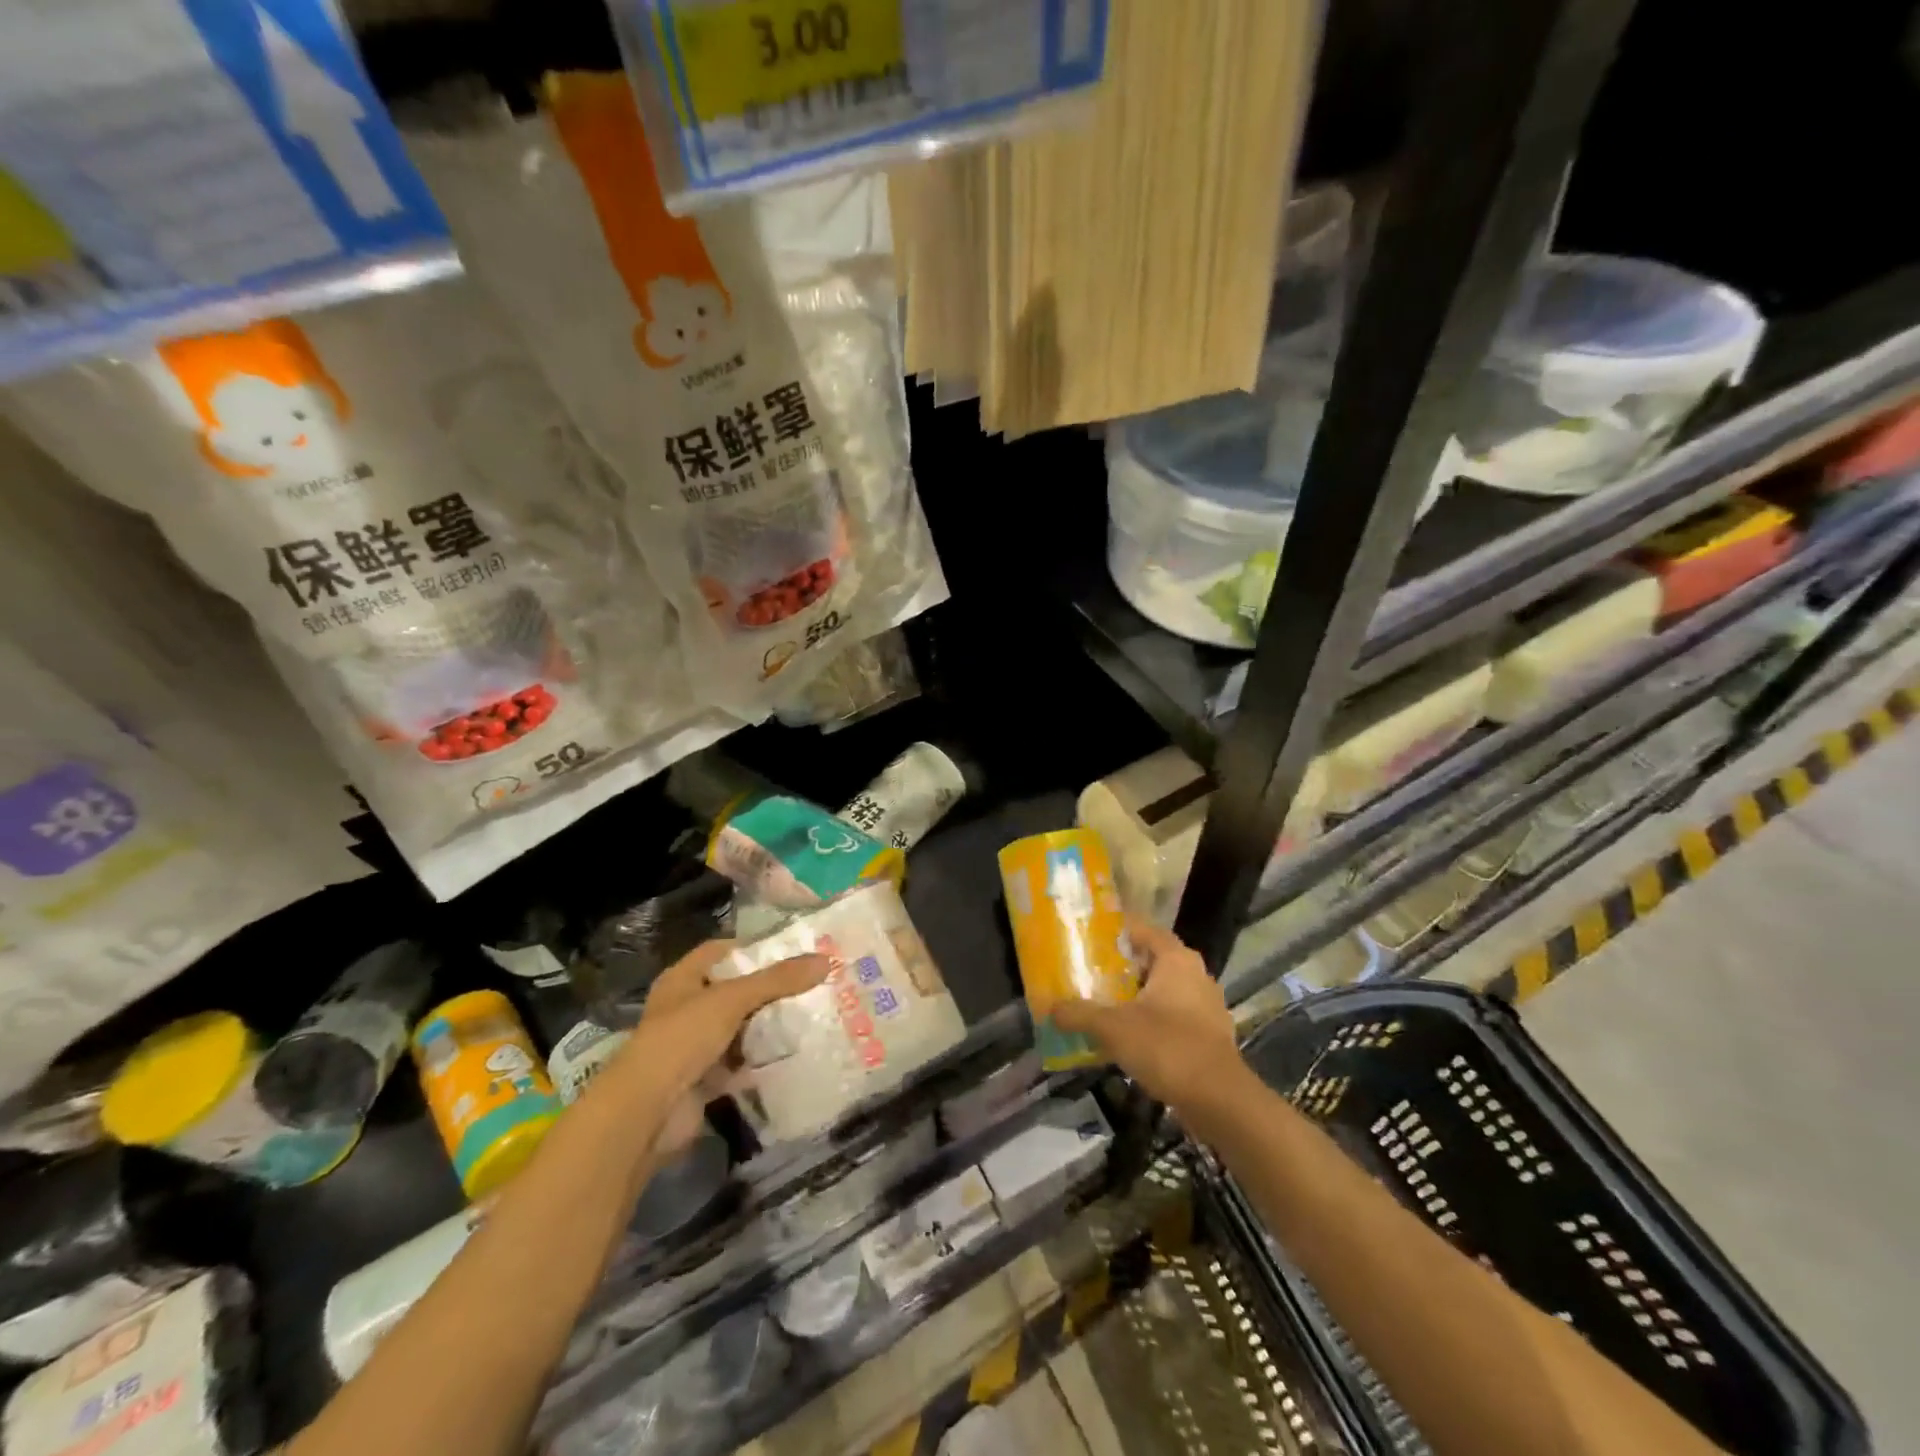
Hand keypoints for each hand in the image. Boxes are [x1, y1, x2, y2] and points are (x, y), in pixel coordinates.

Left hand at [617, 940, 828, 1152]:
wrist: (647, 1112)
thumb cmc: (682, 1038)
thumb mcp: (732, 999)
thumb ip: (778, 980)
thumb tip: (826, 961)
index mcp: (683, 979)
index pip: (721, 952)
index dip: (753, 949)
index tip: (792, 951)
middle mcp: (687, 1008)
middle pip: (735, 991)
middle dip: (769, 989)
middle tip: (811, 984)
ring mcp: (695, 1046)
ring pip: (740, 1028)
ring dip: (768, 1025)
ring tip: (811, 1014)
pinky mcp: (706, 1079)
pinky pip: (741, 1062)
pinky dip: (762, 1059)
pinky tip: (795, 1052)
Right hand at [1053, 922, 1239, 1107]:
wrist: (1220, 1101)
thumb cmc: (1167, 1047)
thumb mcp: (1113, 1028)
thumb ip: (1079, 1014)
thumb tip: (1050, 1008)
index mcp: (1176, 959)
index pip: (1142, 929)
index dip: (1115, 931)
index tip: (1087, 937)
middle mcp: (1195, 974)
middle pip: (1152, 960)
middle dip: (1121, 966)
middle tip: (1088, 972)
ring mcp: (1206, 1005)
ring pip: (1163, 990)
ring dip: (1136, 996)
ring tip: (1102, 1004)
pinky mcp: (1209, 1035)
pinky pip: (1173, 1016)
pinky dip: (1151, 1020)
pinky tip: (1128, 1037)